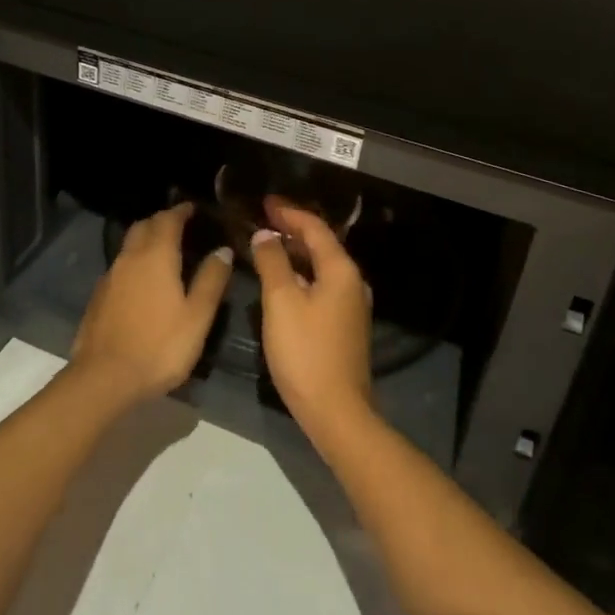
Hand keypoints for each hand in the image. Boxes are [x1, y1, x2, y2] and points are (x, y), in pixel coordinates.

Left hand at [71, 203, 231, 404]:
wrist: (104, 378)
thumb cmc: (159, 346)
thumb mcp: (197, 316)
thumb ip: (211, 280)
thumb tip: (222, 249)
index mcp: (156, 256)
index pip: (168, 219)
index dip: (181, 211)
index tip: (193, 208)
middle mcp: (130, 257)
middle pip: (144, 226)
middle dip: (161, 220)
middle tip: (180, 226)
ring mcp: (110, 276)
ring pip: (129, 245)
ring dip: (146, 240)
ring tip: (164, 252)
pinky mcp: (98, 296)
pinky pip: (120, 266)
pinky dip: (134, 262)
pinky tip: (143, 282)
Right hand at [250, 199, 374, 439]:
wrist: (336, 412)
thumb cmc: (306, 352)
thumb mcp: (281, 302)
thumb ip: (272, 262)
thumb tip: (265, 235)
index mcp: (341, 270)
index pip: (315, 228)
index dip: (289, 212)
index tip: (264, 202)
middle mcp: (352, 282)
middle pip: (321, 245)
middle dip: (292, 230)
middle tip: (262, 219)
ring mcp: (351, 306)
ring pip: (320, 267)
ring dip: (295, 253)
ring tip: (267, 244)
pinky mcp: (344, 326)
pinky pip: (321, 286)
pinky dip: (300, 274)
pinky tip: (281, 281)